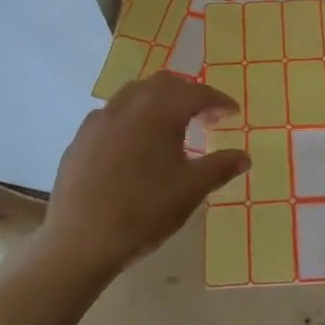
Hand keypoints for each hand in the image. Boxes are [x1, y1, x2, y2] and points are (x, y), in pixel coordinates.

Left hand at [40, 73, 248, 277]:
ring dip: (158, 100)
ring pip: (134, 93)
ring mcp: (100, 119)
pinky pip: (112, 114)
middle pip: (165, 83)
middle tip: (204, 117)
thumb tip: (244, 157)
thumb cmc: (144, 212)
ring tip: (169, 126)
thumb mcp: (190, 191)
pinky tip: (133, 143)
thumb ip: (220, 168)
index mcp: (160, 112)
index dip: (218, 101)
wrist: (80, 240)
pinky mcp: (81, 137)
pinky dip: (131, 117)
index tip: (232, 113)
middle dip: (188, 93)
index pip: (197, 93)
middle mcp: (129, 105)